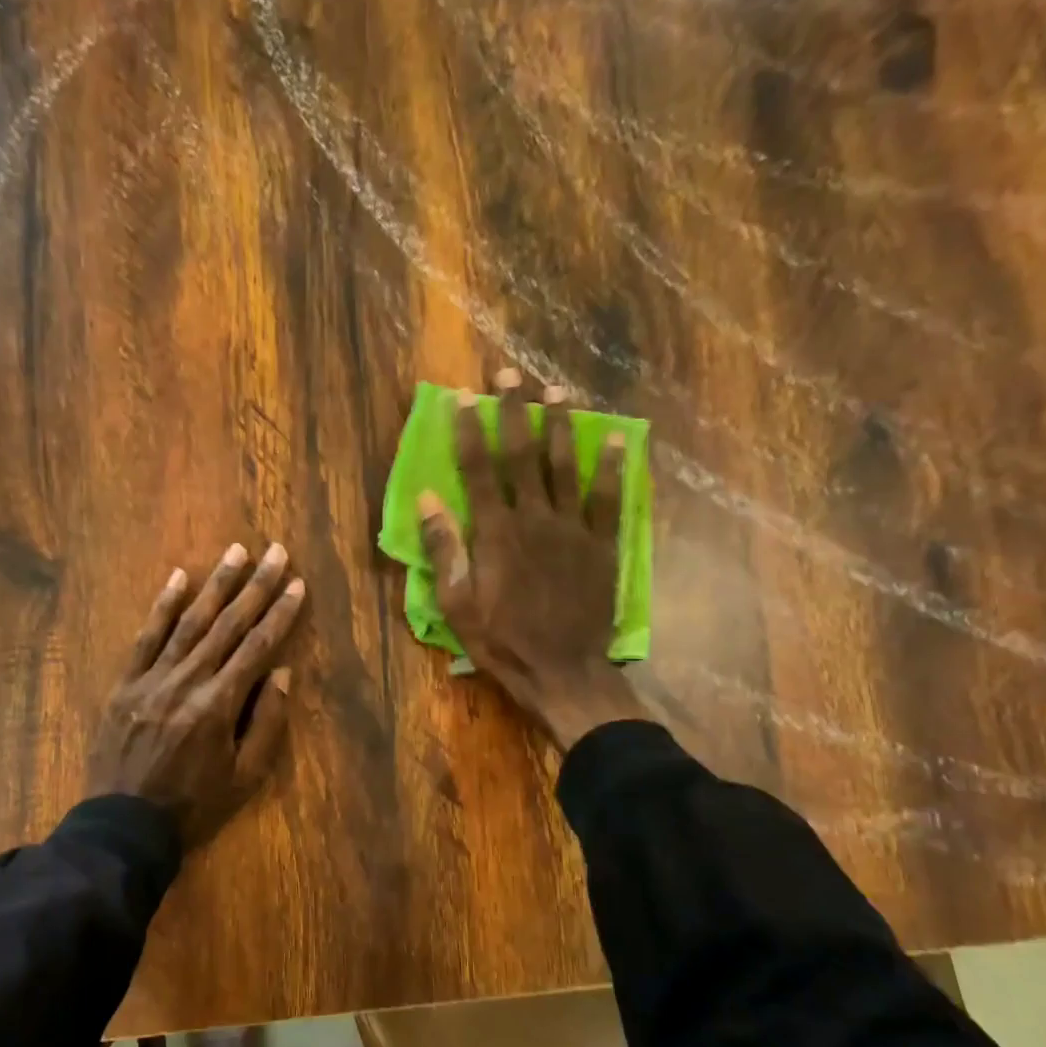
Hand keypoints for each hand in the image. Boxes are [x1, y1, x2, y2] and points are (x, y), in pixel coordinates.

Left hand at [86, 543, 305, 845]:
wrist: (124, 824)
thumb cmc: (193, 804)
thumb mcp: (244, 776)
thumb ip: (265, 722)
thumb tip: (281, 672)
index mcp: (219, 705)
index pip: (257, 647)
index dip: (280, 614)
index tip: (297, 584)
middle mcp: (187, 681)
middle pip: (228, 625)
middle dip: (255, 586)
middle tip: (275, 552)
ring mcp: (152, 679)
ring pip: (189, 622)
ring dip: (215, 584)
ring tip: (236, 552)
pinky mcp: (125, 684)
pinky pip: (146, 637)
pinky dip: (162, 606)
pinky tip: (178, 577)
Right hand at [418, 369, 649, 749]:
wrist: (564, 671)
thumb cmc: (502, 641)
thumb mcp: (457, 604)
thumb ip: (443, 549)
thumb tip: (427, 499)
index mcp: (495, 533)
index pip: (478, 469)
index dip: (469, 430)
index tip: (464, 397)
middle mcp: (534, 518)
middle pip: (522, 455)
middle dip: (514, 412)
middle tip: (510, 375)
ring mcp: (573, 529)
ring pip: (566, 466)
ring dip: (560, 426)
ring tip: (557, 391)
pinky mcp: (602, 544)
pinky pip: (608, 498)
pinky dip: (613, 467)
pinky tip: (618, 438)